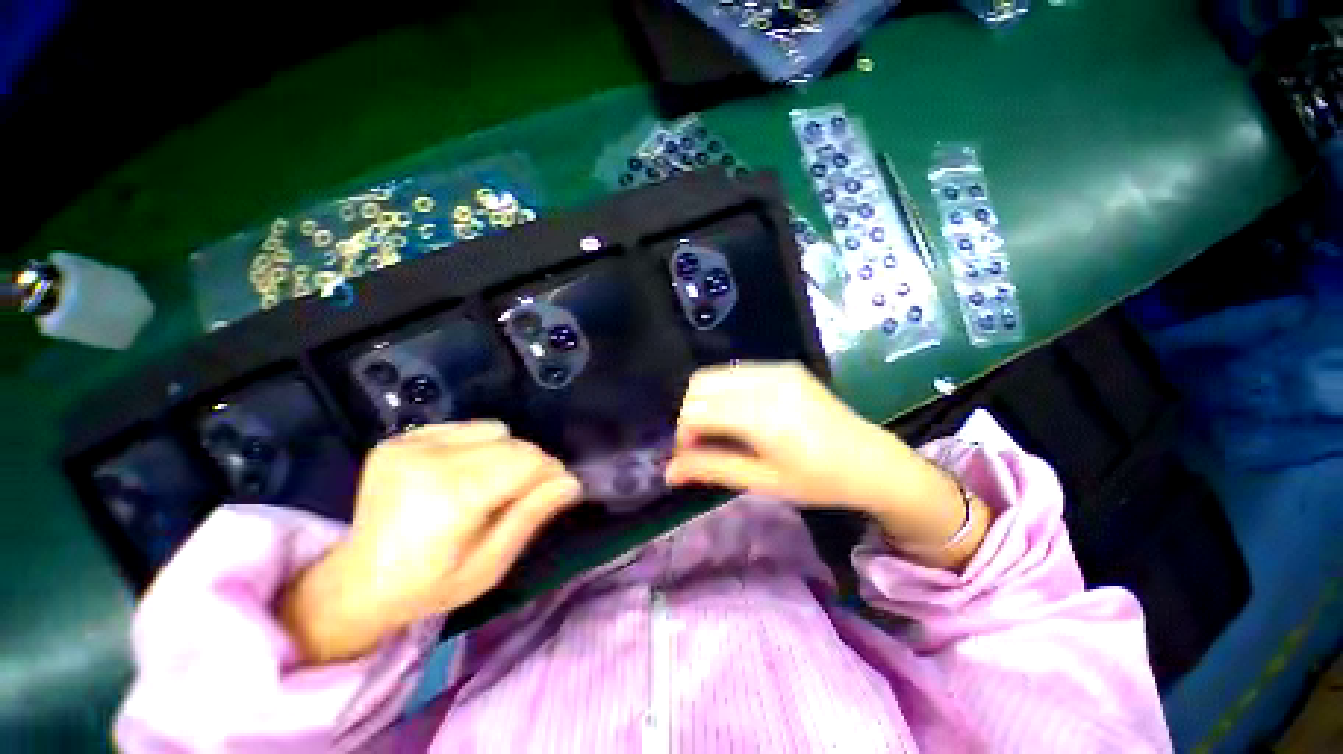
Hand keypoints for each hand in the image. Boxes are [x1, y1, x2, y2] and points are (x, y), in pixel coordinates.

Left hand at [280, 421, 580, 663]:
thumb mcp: (490, 565)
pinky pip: (465, 428)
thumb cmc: (429, 585)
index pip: (527, 461)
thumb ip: (531, 516)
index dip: (552, 471)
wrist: (356, 582)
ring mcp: (412, 443)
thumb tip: (571, 483)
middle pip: (513, 443)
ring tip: (489, 484)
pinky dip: (478, 446)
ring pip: (494, 430)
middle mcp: (430, 458)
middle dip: (532, 464)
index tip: (560, 490)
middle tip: (526, 493)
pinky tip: (462, 473)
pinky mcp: (402, 437)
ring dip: (505, 453)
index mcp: (452, 495)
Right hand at [666, 362, 989, 568]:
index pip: (696, 411)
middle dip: (691, 413)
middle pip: (699, 385)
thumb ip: (711, 469)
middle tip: (706, 442)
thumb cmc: (817, 480)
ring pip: (715, 374)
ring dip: (707, 400)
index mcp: (762, 416)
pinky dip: (726, 390)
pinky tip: (742, 413)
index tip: (693, 455)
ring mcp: (777, 369)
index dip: (684, 433)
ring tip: (723, 428)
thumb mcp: (762, 481)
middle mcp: (766, 382)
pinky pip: (737, 371)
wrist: (870, 460)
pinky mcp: (785, 366)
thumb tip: (667, 472)